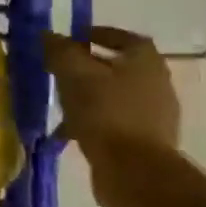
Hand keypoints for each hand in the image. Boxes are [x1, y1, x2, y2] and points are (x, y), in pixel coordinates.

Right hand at [43, 25, 180, 158]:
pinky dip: (94, 122)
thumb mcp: (74, 74)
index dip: (97, 34)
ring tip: (61, 102)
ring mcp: (155, 116)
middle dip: (89, 67)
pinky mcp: (147, 142)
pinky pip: (115, 122)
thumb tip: (49, 35)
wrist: (135, 172)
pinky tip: (70, 131)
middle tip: (61, 70)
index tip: (72, 40)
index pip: (124, 37)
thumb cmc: (105, 113)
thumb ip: (60, 50)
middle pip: (119, 67)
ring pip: (115, 96)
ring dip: (90, 96)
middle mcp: (157, 84)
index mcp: (145, 61)